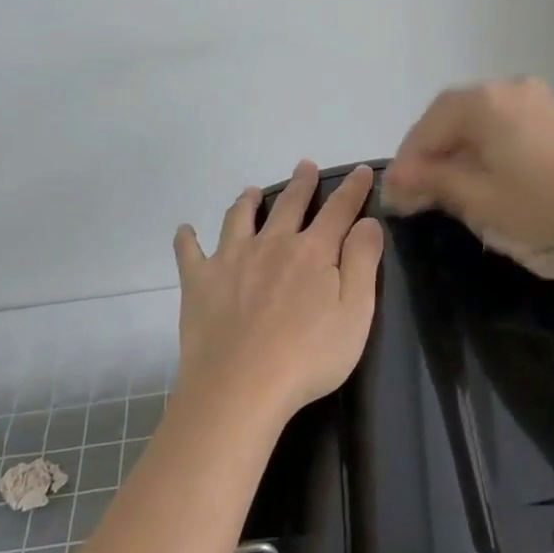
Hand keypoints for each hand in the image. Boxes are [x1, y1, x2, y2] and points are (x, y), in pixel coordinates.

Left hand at [172, 161, 383, 424]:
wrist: (240, 388)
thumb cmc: (308, 357)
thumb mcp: (355, 313)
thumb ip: (362, 262)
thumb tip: (367, 221)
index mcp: (313, 251)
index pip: (339, 210)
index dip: (353, 188)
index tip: (362, 169)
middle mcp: (272, 244)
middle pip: (290, 204)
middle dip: (301, 183)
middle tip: (304, 164)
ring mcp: (231, 260)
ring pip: (239, 218)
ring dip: (247, 201)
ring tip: (251, 191)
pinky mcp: (199, 282)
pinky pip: (189, 252)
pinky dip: (187, 239)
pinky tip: (185, 231)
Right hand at [384, 79, 553, 251]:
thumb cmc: (544, 200)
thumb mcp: (479, 197)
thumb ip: (433, 182)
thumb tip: (396, 178)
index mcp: (479, 103)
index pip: (425, 131)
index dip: (406, 165)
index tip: (396, 198)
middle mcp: (502, 88)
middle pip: (449, 119)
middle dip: (430, 154)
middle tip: (416, 191)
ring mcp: (531, 96)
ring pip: (476, 120)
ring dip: (456, 150)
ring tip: (448, 184)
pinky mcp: (552, 112)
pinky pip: (502, 123)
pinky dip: (484, 145)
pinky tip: (485, 172)